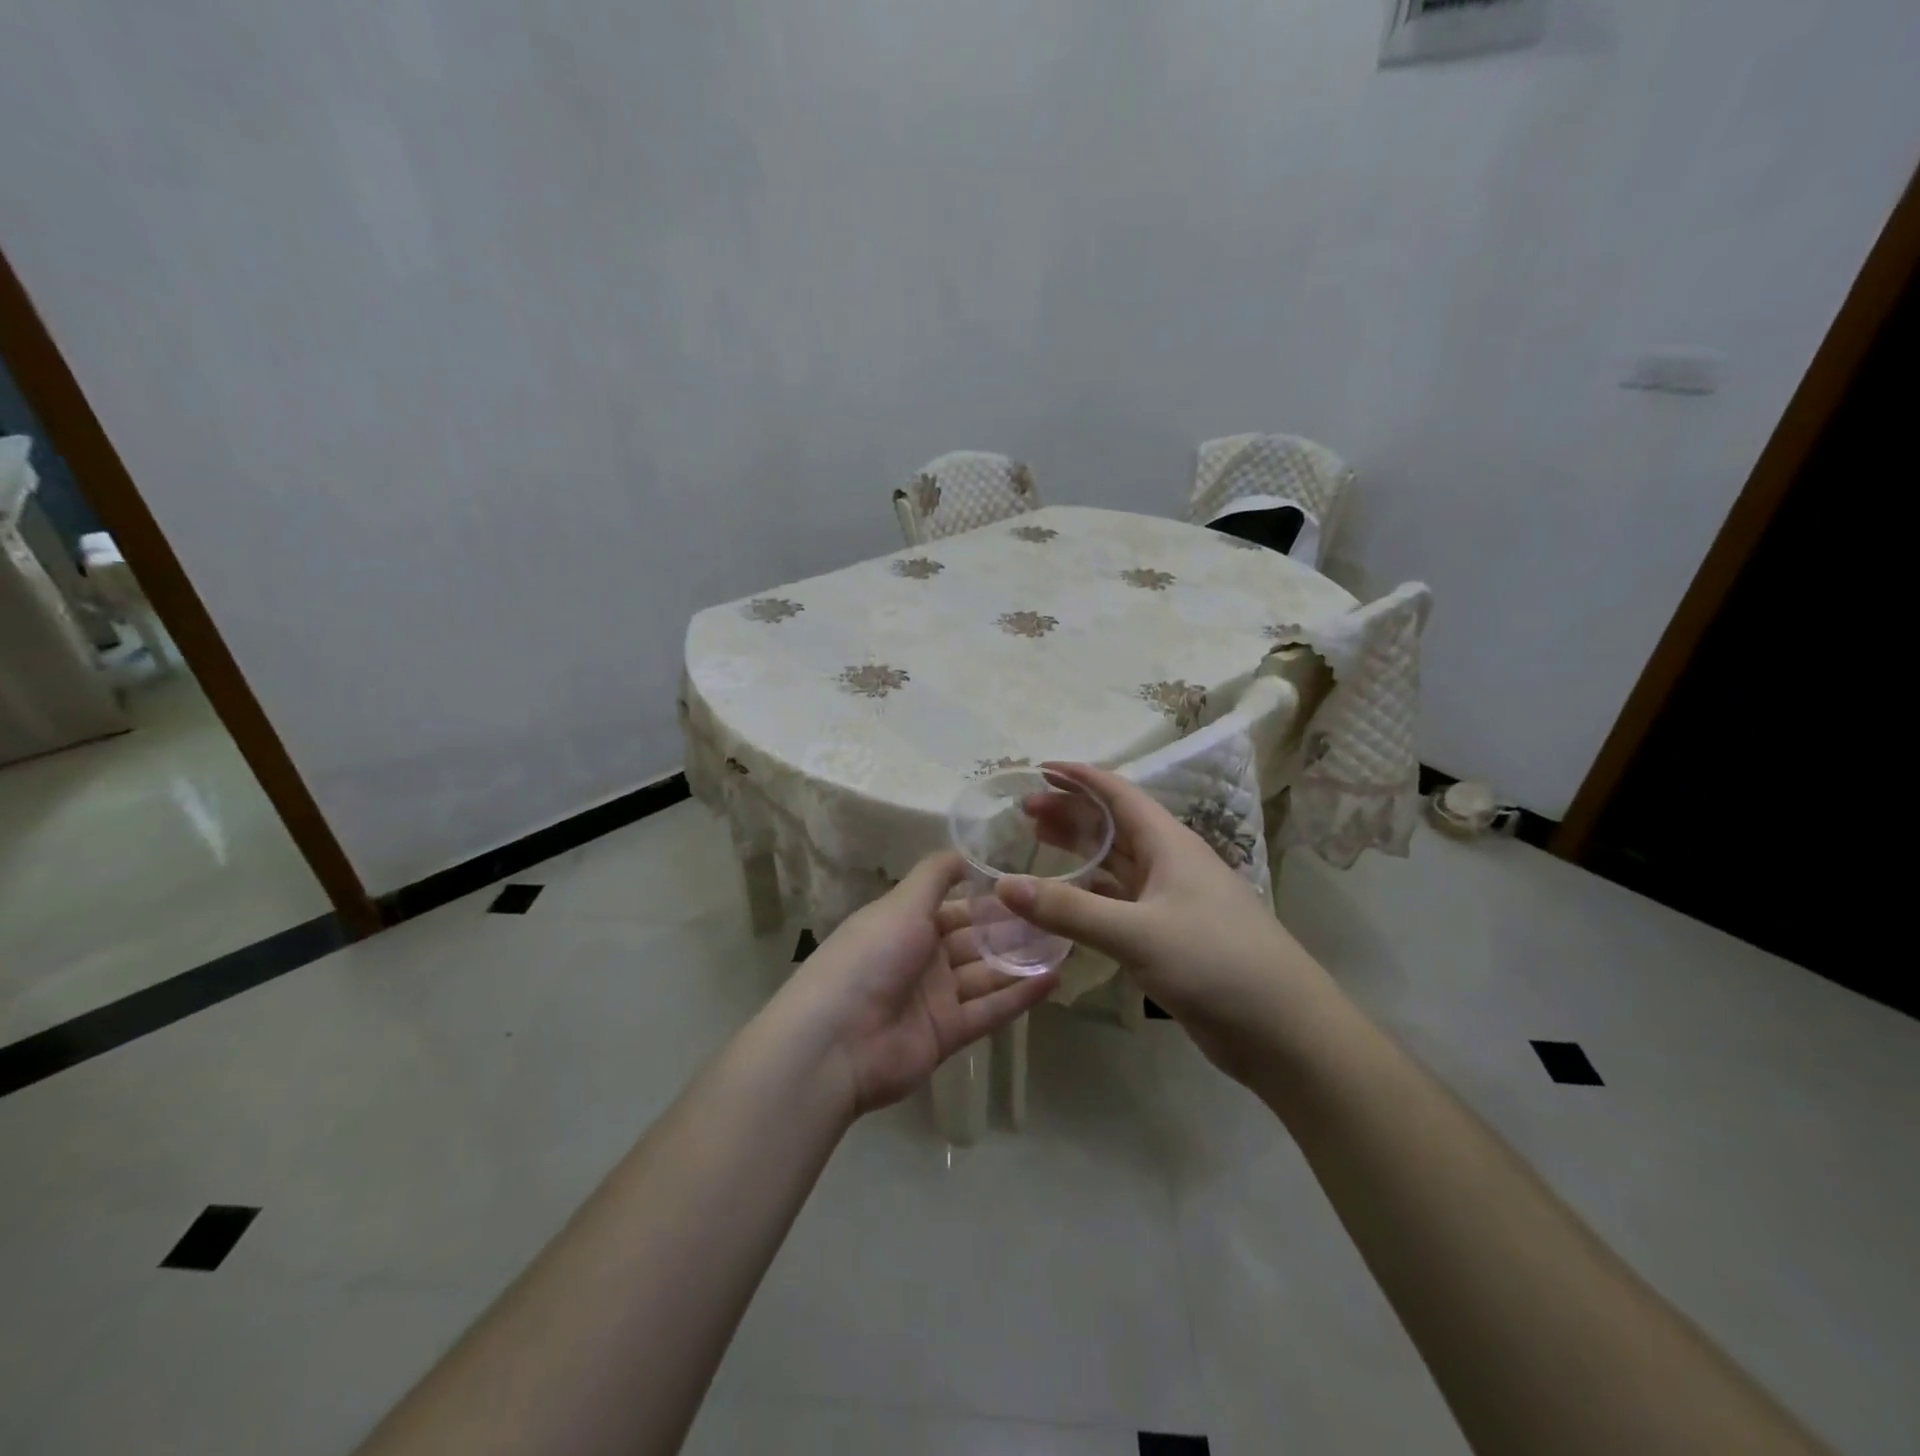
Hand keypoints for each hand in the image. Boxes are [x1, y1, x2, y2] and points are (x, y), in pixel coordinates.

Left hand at [777, 852, 1058, 1116]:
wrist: (836, 1041)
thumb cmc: (870, 958)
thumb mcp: (901, 904)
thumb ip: (935, 876)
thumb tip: (963, 852)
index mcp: (906, 924)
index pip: (957, 908)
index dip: (990, 899)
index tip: (1031, 887)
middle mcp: (923, 958)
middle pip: (976, 941)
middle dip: (1013, 930)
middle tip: (1059, 916)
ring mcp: (936, 998)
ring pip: (987, 974)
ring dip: (1022, 961)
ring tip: (1066, 944)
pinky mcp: (948, 1034)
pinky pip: (989, 1010)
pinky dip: (1019, 996)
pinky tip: (1054, 980)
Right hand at [995, 763, 1331, 1077]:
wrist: (1283, 1029)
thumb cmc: (1215, 962)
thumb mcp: (1136, 932)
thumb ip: (1069, 909)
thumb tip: (1004, 885)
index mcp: (1169, 844)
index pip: (1117, 794)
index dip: (1079, 778)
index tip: (1039, 770)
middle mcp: (1170, 863)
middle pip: (1113, 826)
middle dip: (1071, 813)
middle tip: (1024, 811)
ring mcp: (1171, 901)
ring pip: (1116, 864)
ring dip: (1079, 851)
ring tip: (1036, 843)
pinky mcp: (1169, 937)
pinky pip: (1119, 903)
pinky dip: (1089, 895)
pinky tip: (1065, 901)